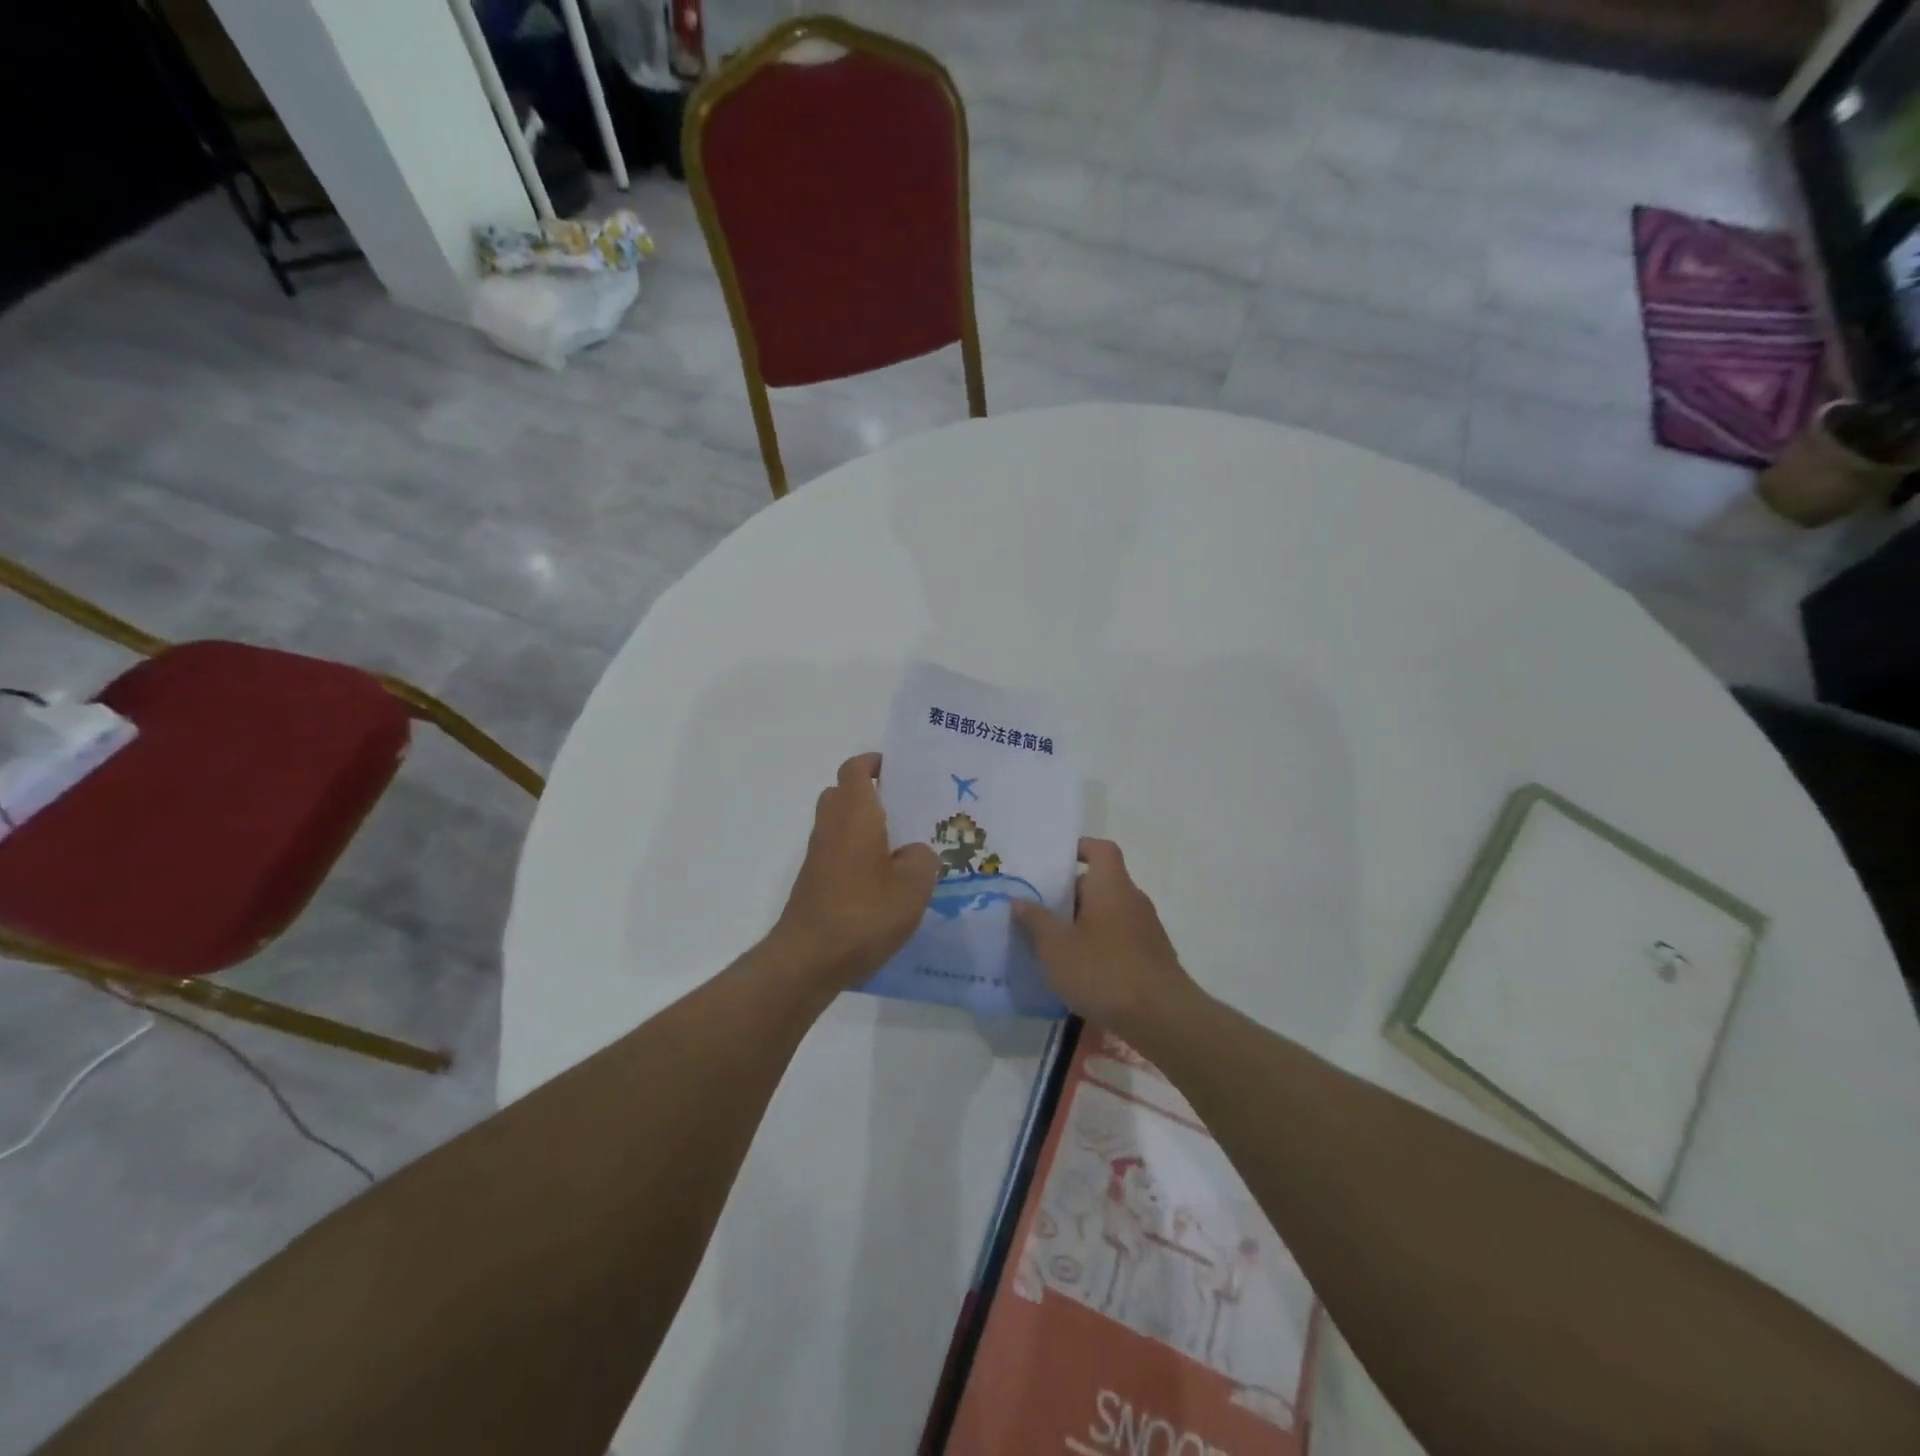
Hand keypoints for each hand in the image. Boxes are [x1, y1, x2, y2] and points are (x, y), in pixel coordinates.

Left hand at [771, 753, 938, 992]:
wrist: (809, 958)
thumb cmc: (864, 912)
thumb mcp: (914, 885)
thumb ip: (922, 858)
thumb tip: (914, 852)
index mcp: (855, 813)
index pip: (856, 769)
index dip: (875, 762)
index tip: (900, 770)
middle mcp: (831, 825)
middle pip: (844, 793)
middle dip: (872, 794)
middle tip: (907, 808)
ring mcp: (818, 855)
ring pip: (841, 825)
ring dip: (866, 827)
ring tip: (904, 847)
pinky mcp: (815, 882)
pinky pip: (838, 852)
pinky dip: (858, 855)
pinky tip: (886, 882)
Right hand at [1013, 838, 1201, 1043]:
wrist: (1163, 1019)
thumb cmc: (1104, 972)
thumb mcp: (1056, 948)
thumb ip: (1035, 921)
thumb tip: (1019, 900)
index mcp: (1111, 885)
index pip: (1100, 849)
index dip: (1079, 848)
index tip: (1054, 861)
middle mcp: (1132, 899)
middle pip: (1100, 883)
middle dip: (1069, 894)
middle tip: (1039, 909)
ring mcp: (1146, 929)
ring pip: (1108, 913)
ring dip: (1082, 923)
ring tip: (1052, 943)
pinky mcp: (1151, 957)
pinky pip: (1118, 938)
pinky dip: (1098, 945)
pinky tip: (1079, 971)